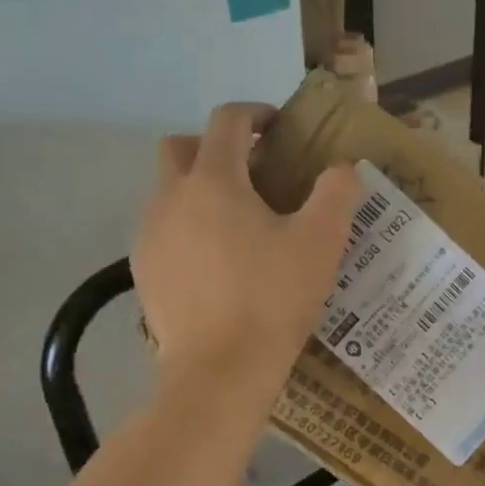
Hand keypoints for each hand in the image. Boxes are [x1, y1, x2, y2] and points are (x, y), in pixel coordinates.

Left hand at [133, 102, 362, 399]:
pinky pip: (161, 228)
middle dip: (213, 145)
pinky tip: (213, 260)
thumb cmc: (272, 300)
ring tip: (235, 221)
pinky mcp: (141, 269)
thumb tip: (343, 168)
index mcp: (214, 180)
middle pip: (180, 146)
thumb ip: (336, 193)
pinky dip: (184, 226)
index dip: (255, 114)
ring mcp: (149, 234)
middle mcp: (170, 196)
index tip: (278, 128)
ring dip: (197, 187)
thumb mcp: (321, 243)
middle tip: (251, 171)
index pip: (227, 121)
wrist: (218, 371)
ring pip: (167, 189)